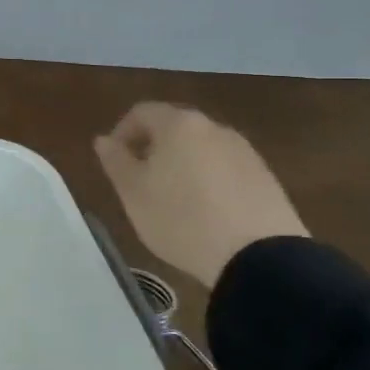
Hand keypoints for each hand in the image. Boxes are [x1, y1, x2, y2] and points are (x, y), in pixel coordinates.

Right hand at [92, 102, 307, 288]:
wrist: (258, 257)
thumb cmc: (181, 218)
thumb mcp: (133, 192)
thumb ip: (115, 160)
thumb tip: (104, 140)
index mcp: (179, 125)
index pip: (142, 112)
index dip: (121, 132)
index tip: (115, 161)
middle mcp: (214, 128)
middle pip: (174, 128)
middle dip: (152, 148)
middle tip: (139, 181)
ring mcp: (245, 152)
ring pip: (201, 149)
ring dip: (181, 165)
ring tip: (172, 200)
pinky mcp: (265, 178)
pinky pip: (225, 169)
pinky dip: (208, 181)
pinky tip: (205, 212)